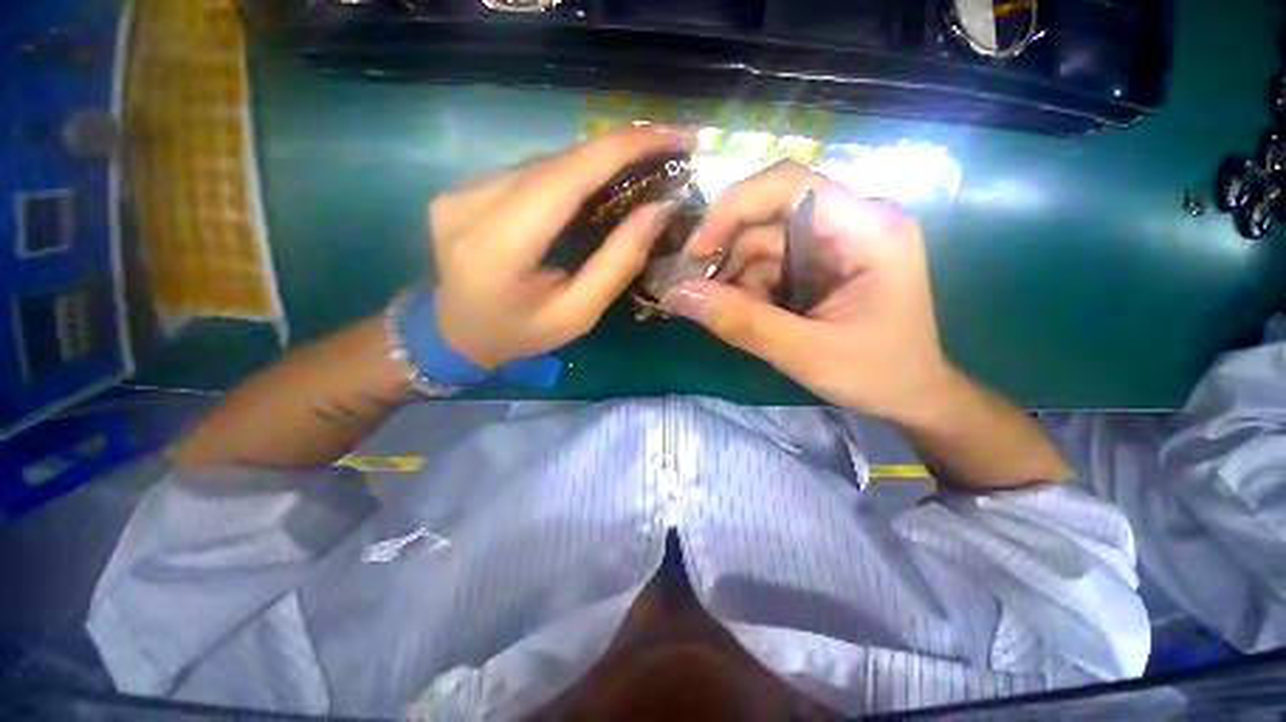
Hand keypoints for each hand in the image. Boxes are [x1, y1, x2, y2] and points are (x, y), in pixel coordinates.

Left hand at [429, 125, 694, 368]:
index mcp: (497, 247)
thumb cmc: (520, 334)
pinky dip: (570, 173)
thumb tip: (658, 211)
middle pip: (556, 162)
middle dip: (617, 149)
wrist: (456, 334)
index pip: (565, 178)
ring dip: (595, 160)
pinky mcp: (464, 187)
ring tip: (640, 164)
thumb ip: (616, 265)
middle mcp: (470, 204)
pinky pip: (530, 171)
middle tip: (666, 149)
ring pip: (545, 162)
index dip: (621, 148)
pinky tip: (595, 183)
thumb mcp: (577, 315)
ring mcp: (461, 190)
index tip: (672, 136)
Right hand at [662, 161, 957, 423]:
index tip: (697, 253)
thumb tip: (676, 295)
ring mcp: (832, 242)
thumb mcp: (805, 352)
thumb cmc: (876, 374)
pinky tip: (744, 313)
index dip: (733, 209)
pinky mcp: (818, 264)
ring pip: (760, 243)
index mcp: (867, 228)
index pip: (789, 185)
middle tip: (693, 292)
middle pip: (768, 216)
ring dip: (734, 279)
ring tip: (723, 313)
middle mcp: (849, 222)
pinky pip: (767, 264)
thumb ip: (740, 322)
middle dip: (727, 255)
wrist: (909, 395)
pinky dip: (746, 288)